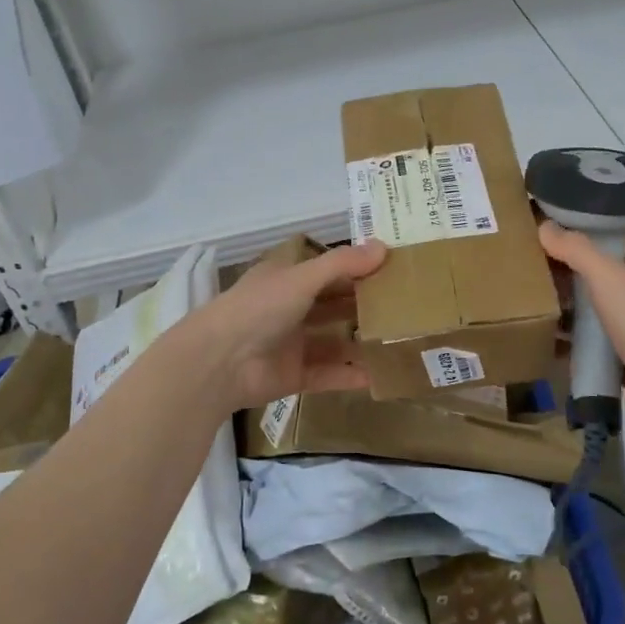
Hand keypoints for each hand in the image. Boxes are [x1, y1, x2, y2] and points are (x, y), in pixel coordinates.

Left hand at [176, 241, 387, 411]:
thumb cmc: (259, 308)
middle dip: (364, 305)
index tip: (392, 269)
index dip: (356, 268)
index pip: (327, 270)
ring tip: (398, 341)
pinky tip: (378, 376)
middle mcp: (289, 308)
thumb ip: (342, 264)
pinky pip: (328, 374)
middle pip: (332, 305)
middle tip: (405, 306)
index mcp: (286, 279)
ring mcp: (291, 344)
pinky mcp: (293, 376)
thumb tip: (384, 247)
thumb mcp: (302, 278)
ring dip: (360, 342)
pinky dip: (349, 375)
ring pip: (333, 341)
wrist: (219, 363)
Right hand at [538, 222, 624, 432]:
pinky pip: (594, 339)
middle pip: (603, 270)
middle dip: (571, 266)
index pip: (618, 234)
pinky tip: (546, 334)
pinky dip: (573, 337)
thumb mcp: (607, 274)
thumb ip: (576, 249)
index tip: (554, 224)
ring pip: (597, 306)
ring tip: (531, 295)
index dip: (589, 226)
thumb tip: (545, 226)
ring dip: (569, 303)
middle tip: (533, 260)